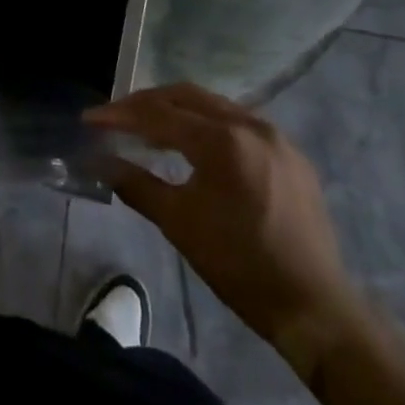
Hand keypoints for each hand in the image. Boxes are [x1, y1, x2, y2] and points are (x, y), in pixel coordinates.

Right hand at [85, 84, 365, 374]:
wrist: (314, 307)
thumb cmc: (239, 265)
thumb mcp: (179, 223)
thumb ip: (136, 184)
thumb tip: (99, 162)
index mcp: (222, 140)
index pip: (159, 114)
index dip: (120, 115)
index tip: (90, 120)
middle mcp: (250, 124)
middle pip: (186, 96)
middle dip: (146, 103)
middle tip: (116, 116)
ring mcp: (275, 136)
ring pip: (214, 106)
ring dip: (177, 111)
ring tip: (148, 129)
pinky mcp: (290, 154)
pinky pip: (238, 123)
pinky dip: (207, 125)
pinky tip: (193, 146)